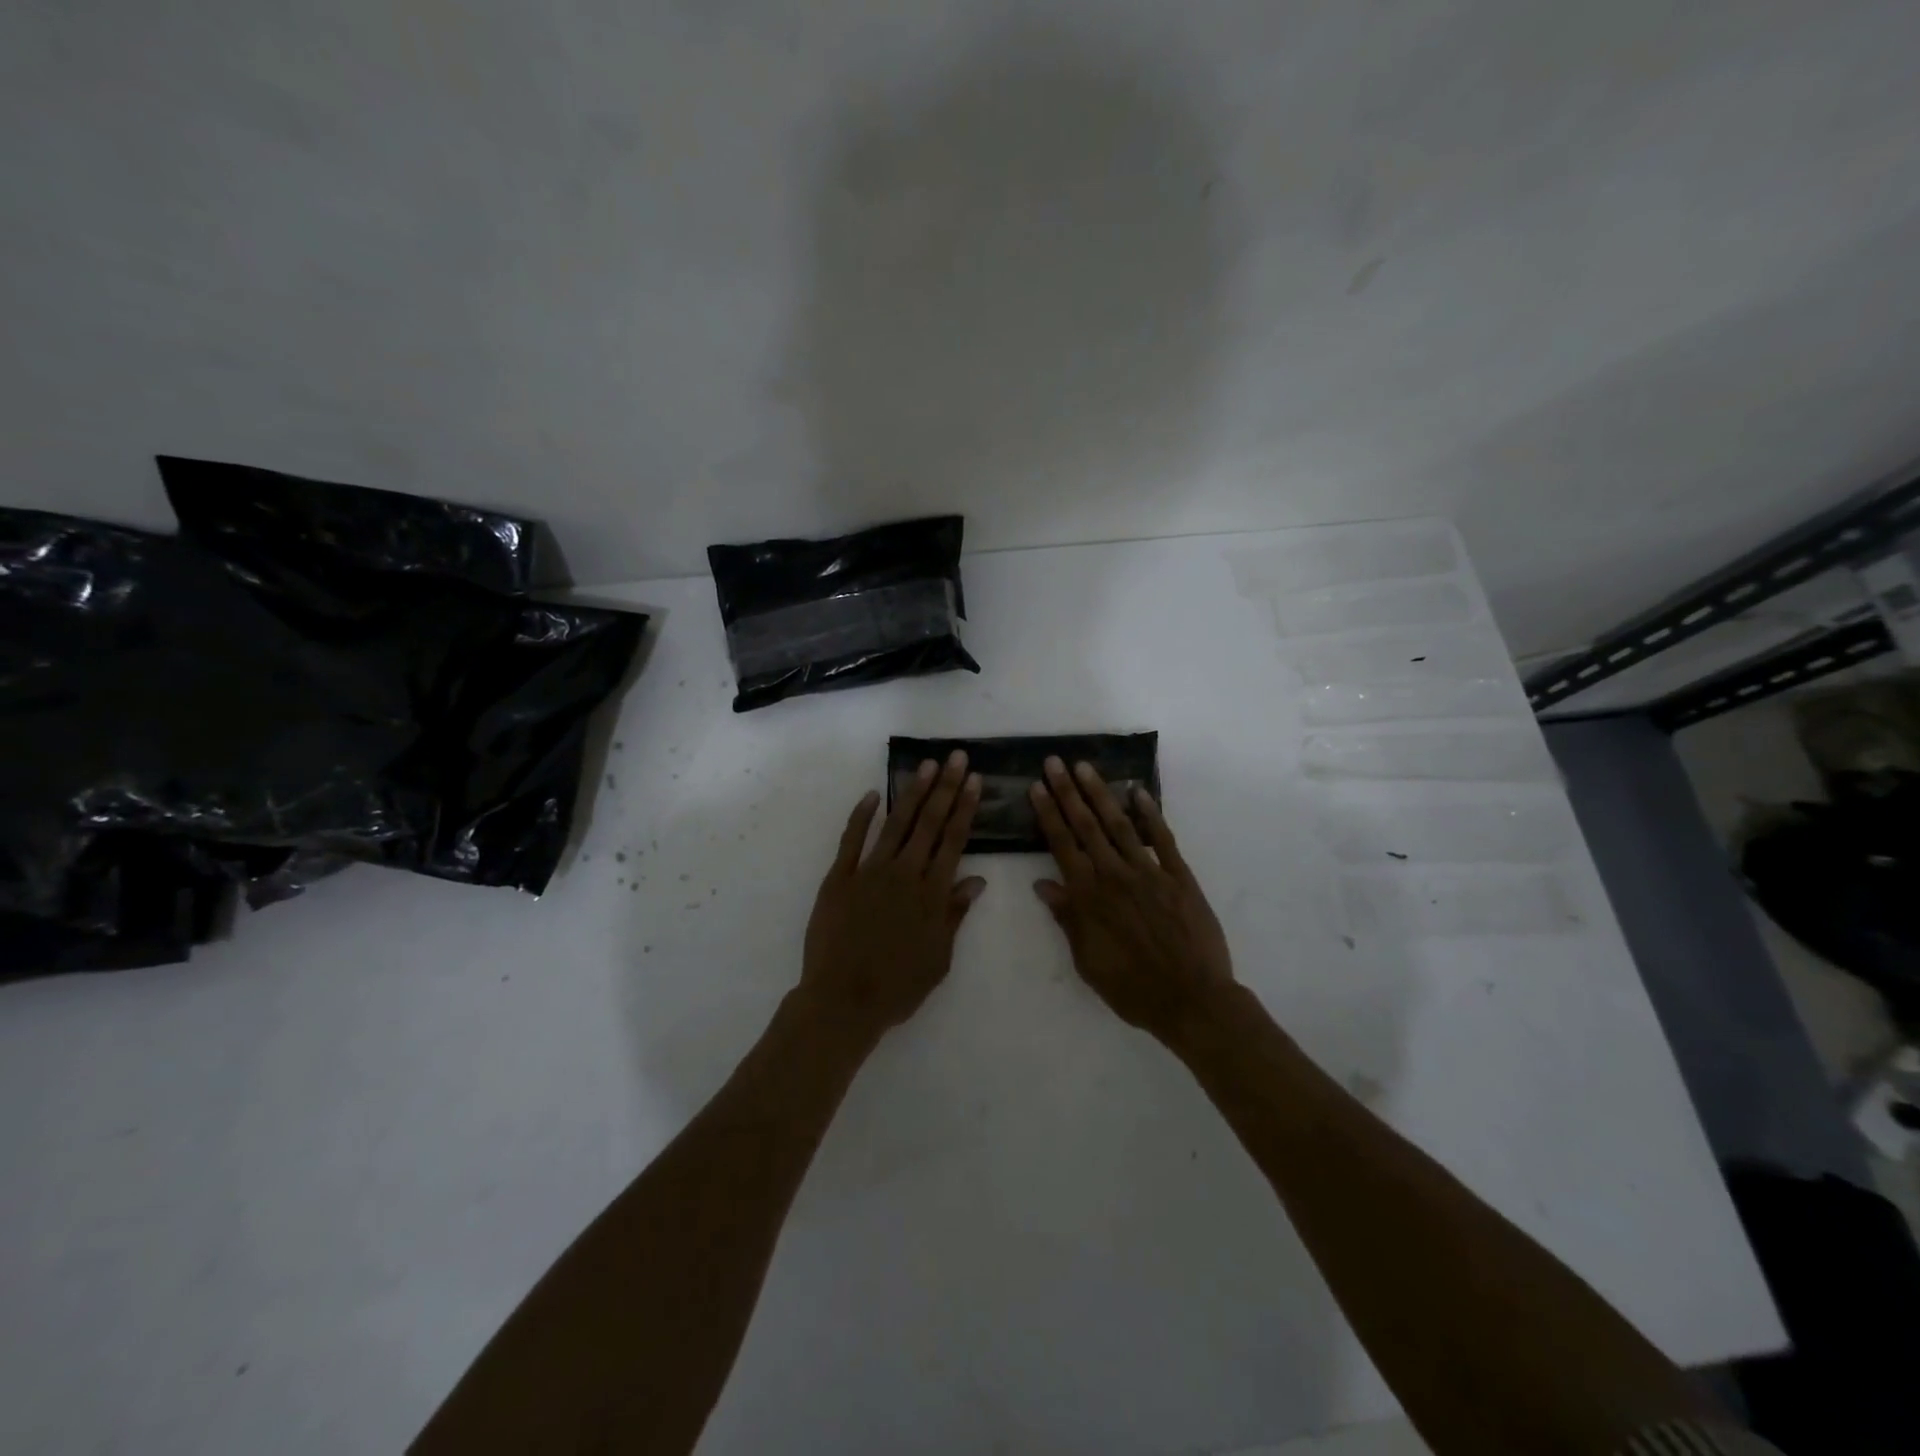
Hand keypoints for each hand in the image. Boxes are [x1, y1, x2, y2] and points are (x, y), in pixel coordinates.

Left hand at [801, 751, 985, 1044]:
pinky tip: (874, 794)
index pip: (953, 841)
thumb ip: (955, 914)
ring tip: (927, 766)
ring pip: (895, 824)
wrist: (842, 1001)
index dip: (965, 808)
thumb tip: (977, 880)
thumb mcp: (938, 958)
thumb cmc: (898, 987)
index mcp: (931, 894)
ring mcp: (869, 872)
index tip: (974, 781)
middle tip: (957, 757)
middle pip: (929, 823)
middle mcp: (904, 874)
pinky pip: (852, 839)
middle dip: (946, 788)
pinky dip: (862, 815)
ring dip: (913, 793)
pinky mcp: (839, 877)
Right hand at [1030, 757, 1233, 1043]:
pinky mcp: (1179, 876)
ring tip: (1085, 767)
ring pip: (1120, 824)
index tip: (1037, 786)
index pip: (1062, 844)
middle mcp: (1114, 875)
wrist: (1191, 999)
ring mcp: (1149, 872)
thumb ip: (1067, 918)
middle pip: (1086, 825)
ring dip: (1100, 793)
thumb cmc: (1131, 987)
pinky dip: (1150, 813)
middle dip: (1068, 791)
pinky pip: (1162, 838)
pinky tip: (1138, 792)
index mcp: (1089, 896)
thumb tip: (1043, 884)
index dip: (1048, 813)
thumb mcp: (1086, 960)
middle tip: (1055, 762)